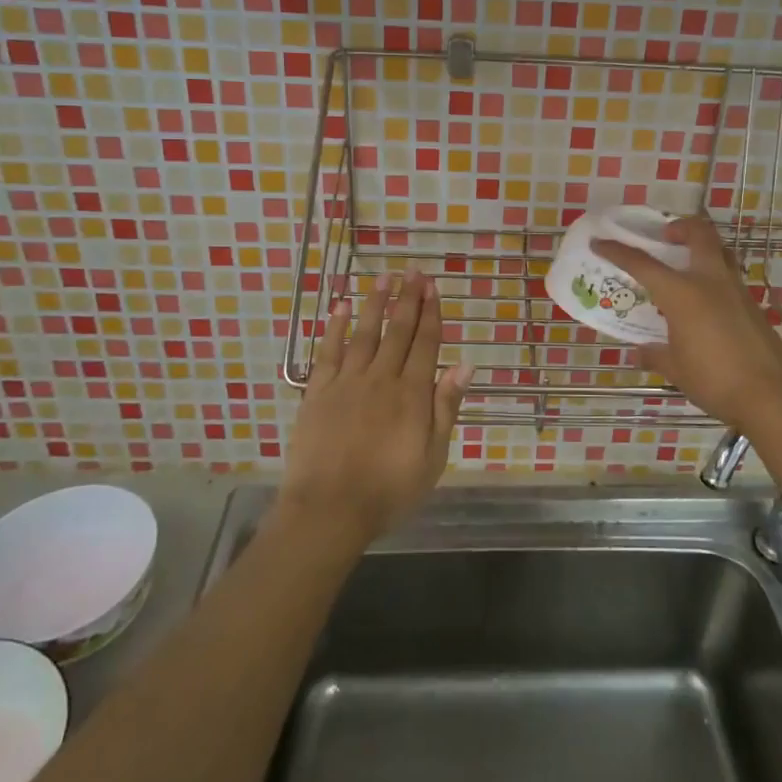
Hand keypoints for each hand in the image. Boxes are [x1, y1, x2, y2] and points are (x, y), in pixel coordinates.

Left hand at [277, 268, 471, 552]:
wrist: (329, 510)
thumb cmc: (389, 490)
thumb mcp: (433, 457)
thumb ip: (446, 408)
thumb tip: (464, 365)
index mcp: (412, 394)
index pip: (425, 343)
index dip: (431, 313)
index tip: (433, 287)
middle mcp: (381, 378)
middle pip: (397, 330)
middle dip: (407, 299)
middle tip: (413, 272)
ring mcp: (346, 381)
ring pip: (364, 332)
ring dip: (375, 303)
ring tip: (384, 278)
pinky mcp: (318, 391)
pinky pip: (328, 350)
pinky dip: (334, 327)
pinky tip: (340, 307)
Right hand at [592, 216, 781, 428]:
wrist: (771, 395)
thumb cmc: (714, 379)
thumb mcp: (676, 369)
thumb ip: (656, 354)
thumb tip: (641, 351)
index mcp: (682, 293)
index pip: (642, 264)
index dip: (618, 251)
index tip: (600, 242)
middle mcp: (710, 281)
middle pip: (698, 233)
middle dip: (679, 226)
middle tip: (665, 236)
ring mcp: (736, 290)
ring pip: (719, 250)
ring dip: (701, 247)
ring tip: (685, 264)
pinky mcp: (752, 304)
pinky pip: (729, 275)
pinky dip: (713, 274)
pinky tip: (704, 300)